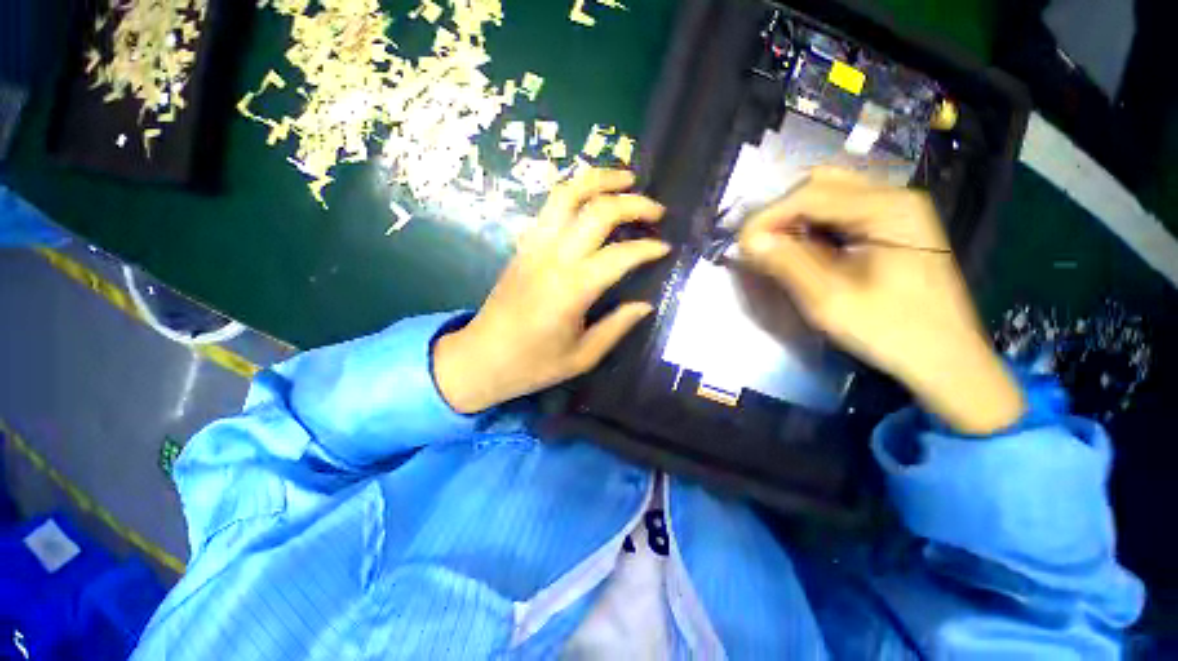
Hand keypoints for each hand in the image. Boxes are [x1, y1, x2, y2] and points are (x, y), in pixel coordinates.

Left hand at [433, 168, 669, 413]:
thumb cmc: (533, 365)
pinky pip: (550, 207)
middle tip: (656, 210)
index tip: (665, 248)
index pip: (620, 255)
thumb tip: (645, 305)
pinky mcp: (522, 246)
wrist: (480, 358)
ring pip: (567, 195)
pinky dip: (575, 193)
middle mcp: (553, 258)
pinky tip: (591, 199)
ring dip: (599, 180)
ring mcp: (533, 246)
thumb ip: (616, 327)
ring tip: (625, 179)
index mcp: (572, 289)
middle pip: (597, 211)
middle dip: (633, 203)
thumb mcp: (583, 356)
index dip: (648, 248)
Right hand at [738, 167, 1024, 434]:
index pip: (811, 193)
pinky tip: (802, 250)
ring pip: (828, 195)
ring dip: (794, 218)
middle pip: (821, 184)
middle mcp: (894, 197)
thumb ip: (787, 263)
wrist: (945, 358)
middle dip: (781, 212)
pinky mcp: (891, 227)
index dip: (768, 215)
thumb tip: (748, 241)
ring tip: (775, 249)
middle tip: (759, 245)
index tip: (740, 244)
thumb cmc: (891, 331)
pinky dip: (811, 227)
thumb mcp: (830, 300)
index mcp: (888, 209)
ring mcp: (896, 210)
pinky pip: (840, 213)